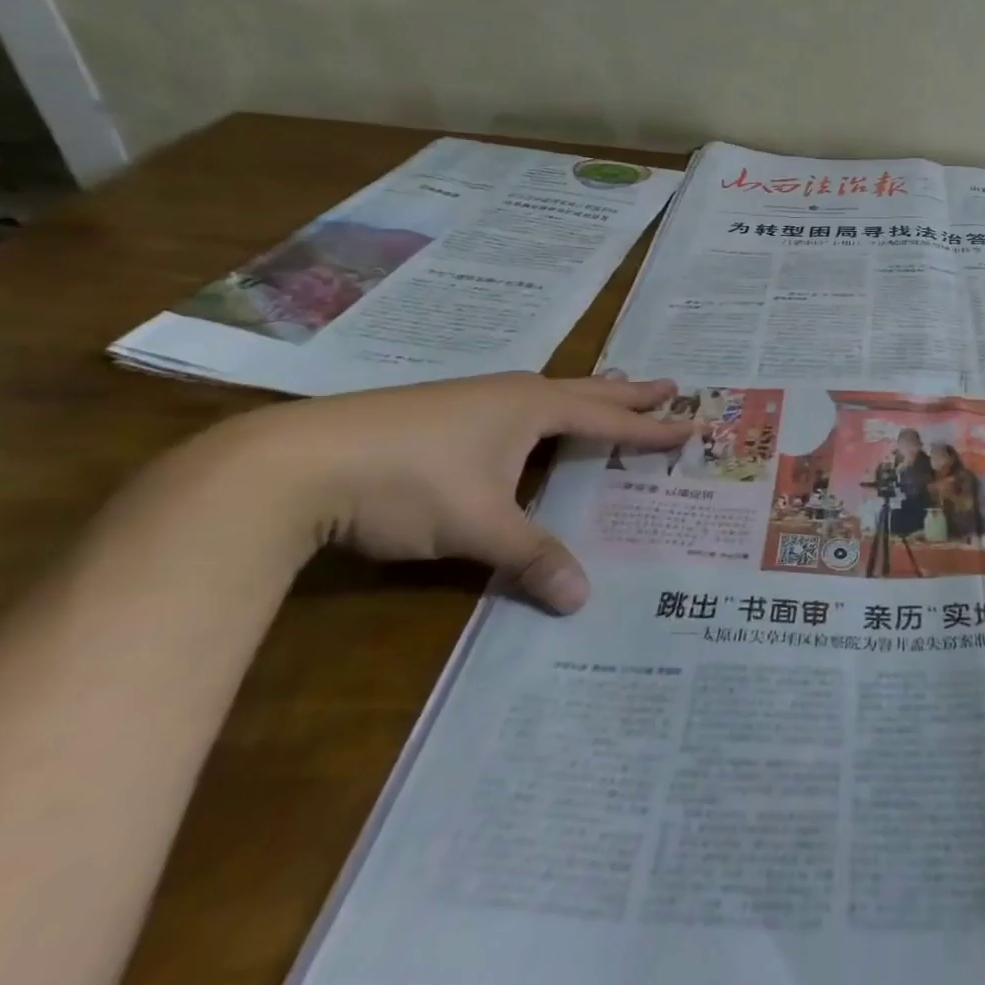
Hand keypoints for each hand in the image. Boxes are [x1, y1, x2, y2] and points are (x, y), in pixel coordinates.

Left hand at [199, 372, 691, 613]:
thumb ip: (532, 556)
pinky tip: (527, 421)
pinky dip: (546, 409)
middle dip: (628, 393)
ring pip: (547, 393)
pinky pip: (516, 404)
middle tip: (668, 385)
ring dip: (585, 396)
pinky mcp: (439, 413)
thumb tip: (582, 598)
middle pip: (585, 391)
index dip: (650, 427)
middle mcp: (510, 393)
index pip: (608, 420)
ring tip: (609, 392)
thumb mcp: (478, 526)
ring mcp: (471, 399)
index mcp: (532, 408)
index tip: (690, 424)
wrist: (295, 462)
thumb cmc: (408, 483)